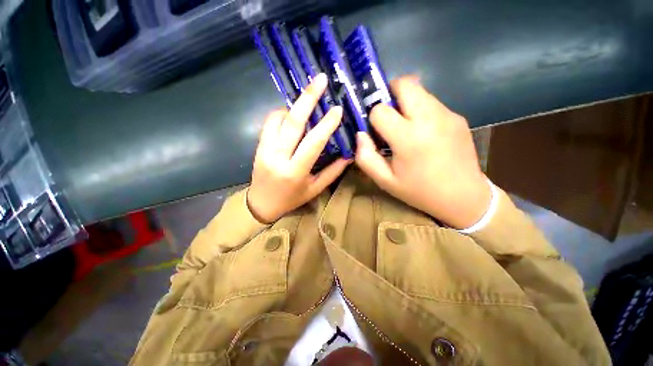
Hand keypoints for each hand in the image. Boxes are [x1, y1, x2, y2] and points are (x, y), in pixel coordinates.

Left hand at [247, 73, 351, 223]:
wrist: (261, 204)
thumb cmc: (291, 199)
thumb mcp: (315, 189)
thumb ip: (332, 172)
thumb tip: (348, 155)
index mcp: (295, 171)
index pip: (313, 143)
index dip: (326, 125)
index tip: (337, 109)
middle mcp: (278, 158)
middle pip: (293, 123)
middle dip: (307, 98)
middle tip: (320, 80)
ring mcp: (264, 150)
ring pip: (279, 118)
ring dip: (295, 106)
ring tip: (308, 101)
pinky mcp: (257, 146)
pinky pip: (269, 122)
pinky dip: (282, 114)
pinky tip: (291, 116)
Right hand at [355, 76, 490, 229]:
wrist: (464, 197)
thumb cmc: (419, 191)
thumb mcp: (385, 181)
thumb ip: (365, 157)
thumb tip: (361, 134)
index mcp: (408, 138)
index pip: (380, 110)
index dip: (373, 118)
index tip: (376, 130)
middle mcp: (430, 119)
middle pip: (405, 84)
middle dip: (389, 93)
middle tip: (387, 114)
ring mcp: (447, 115)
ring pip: (420, 91)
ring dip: (406, 102)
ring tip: (405, 125)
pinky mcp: (458, 117)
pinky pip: (432, 103)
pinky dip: (421, 110)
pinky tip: (423, 132)